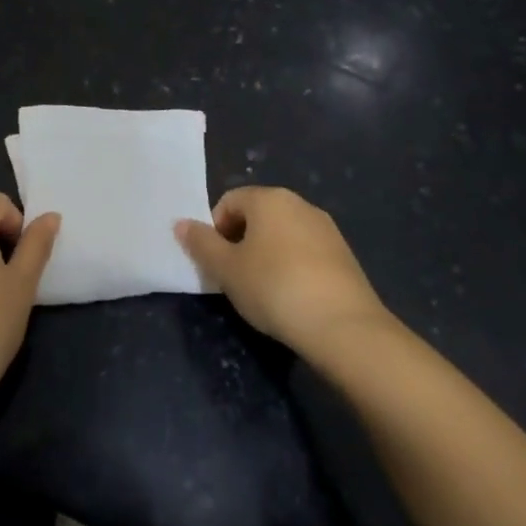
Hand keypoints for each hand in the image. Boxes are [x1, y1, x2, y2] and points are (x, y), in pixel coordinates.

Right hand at [176, 186, 398, 362]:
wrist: (343, 326)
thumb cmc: (274, 287)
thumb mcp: (226, 269)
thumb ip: (201, 243)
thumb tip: (180, 223)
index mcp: (269, 199)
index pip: (229, 201)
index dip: (215, 229)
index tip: (216, 262)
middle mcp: (300, 204)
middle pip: (257, 215)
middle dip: (240, 241)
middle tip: (234, 276)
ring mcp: (326, 229)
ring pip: (282, 234)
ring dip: (265, 254)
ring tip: (262, 290)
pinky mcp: (344, 255)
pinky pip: (305, 252)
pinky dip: (291, 266)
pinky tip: (290, 296)